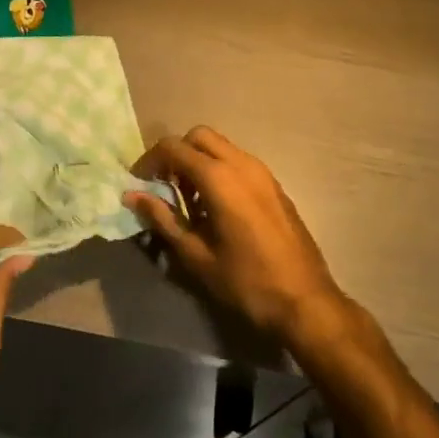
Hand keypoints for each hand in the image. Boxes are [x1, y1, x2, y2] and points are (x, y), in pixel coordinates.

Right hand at [125, 128, 350, 353]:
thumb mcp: (196, 255)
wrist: (306, 301)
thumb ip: (163, 219)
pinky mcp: (274, 184)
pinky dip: (219, 169)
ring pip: (221, 146)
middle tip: (165, 185)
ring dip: (198, 161)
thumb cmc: (246, 281)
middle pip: (198, 136)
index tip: (139, 182)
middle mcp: (241, 163)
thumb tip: (133, 196)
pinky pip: (238, 161)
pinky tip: (216, 206)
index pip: (173, 147)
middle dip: (176, 153)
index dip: (150, 160)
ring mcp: (262, 172)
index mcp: (219, 178)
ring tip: (189, 199)